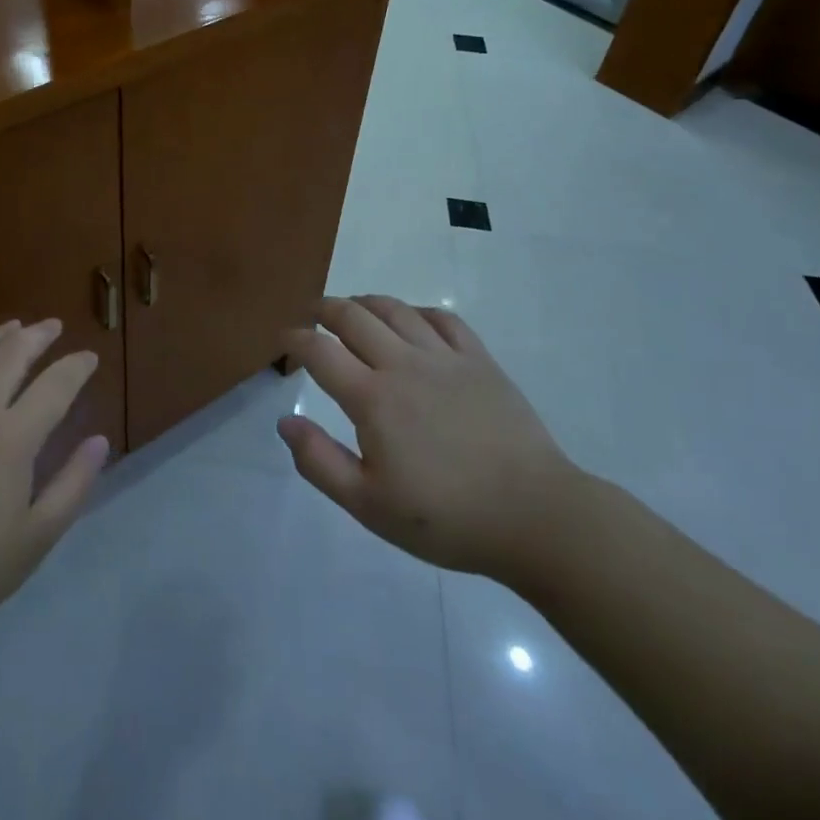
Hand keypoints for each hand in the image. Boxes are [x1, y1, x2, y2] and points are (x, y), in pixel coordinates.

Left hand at [0, 319, 108, 652]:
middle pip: (12, 353)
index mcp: (12, 437)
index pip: (55, 385)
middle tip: (53, 327)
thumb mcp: (35, 538)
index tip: (89, 357)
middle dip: (39, 335)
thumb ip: (73, 484)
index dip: (77, 366)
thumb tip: (99, 441)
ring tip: (12, 327)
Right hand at [277, 296, 579, 585]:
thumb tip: (285, 421)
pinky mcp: (480, 360)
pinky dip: (418, 311)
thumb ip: (320, 462)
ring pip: (395, 309)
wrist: (535, 517)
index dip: (295, 339)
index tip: (284, 339)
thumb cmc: (446, 518)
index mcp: (372, 398)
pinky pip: (443, 318)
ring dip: (365, 302)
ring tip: (354, 308)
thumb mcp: (369, 506)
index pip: (320, 351)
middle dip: (324, 308)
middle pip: (353, 316)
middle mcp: (403, 364)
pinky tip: (412, 319)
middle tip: (312, 313)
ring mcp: (445, 357)